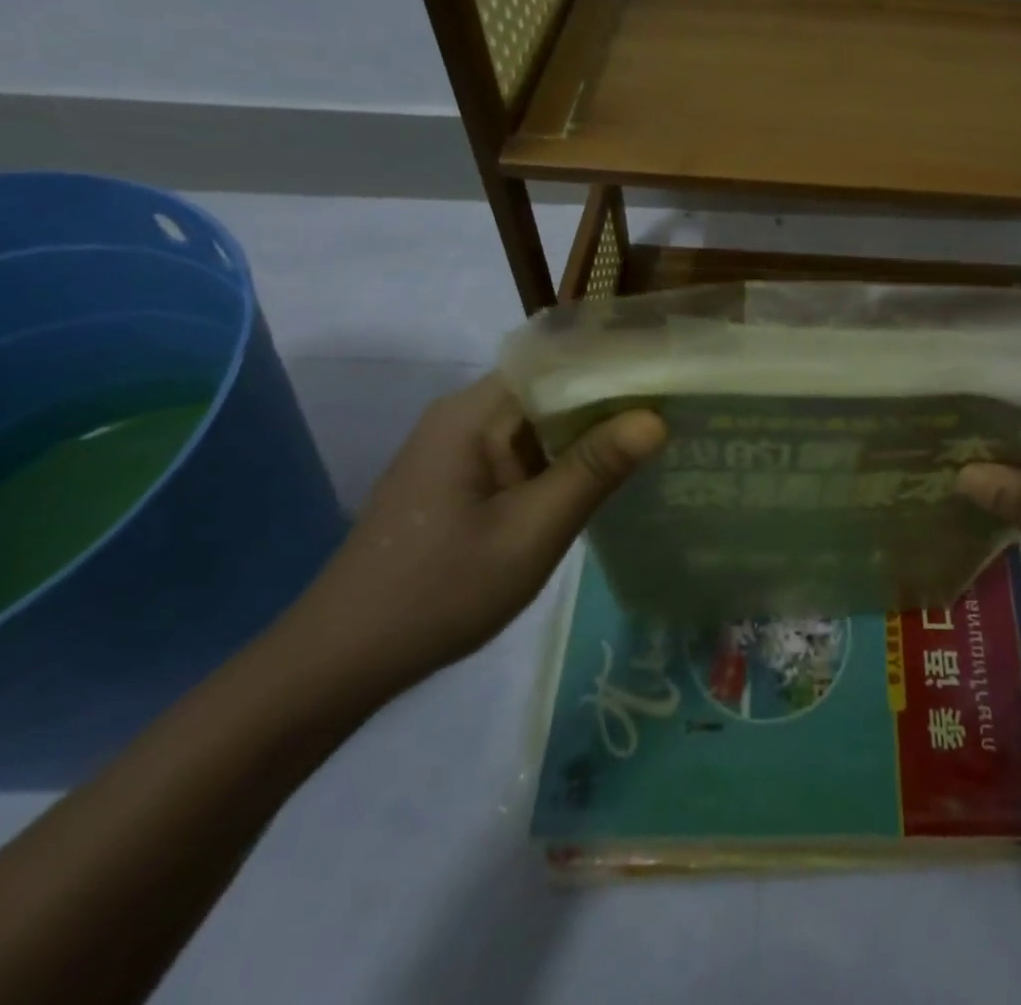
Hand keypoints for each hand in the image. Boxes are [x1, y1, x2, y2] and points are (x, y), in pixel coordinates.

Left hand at [281, 375, 664, 702]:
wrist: (342, 660)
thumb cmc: (439, 591)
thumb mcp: (529, 533)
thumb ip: (593, 472)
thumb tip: (655, 419)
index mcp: (474, 412)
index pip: (557, 360)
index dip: (614, 362)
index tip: (669, 373)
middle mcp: (465, 415)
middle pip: (552, 387)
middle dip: (612, 397)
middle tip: (679, 407)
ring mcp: (461, 448)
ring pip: (542, 421)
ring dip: (592, 429)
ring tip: (660, 433)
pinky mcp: (463, 477)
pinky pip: (526, 450)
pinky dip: (566, 457)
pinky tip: (608, 473)